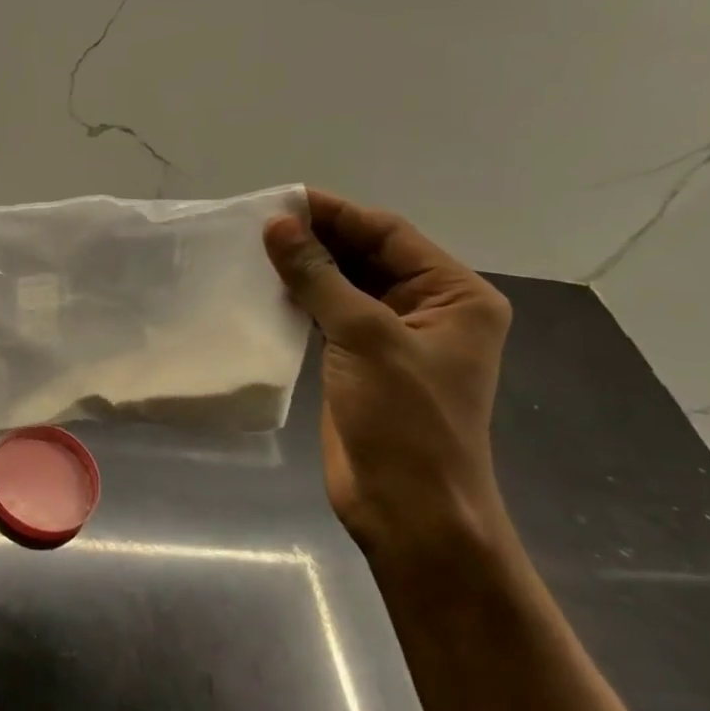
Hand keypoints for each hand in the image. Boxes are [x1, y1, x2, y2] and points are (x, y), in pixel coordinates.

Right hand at [264, 190, 513, 564]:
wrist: (410, 510)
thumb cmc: (405, 420)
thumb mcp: (365, 337)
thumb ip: (319, 276)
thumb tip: (277, 225)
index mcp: (454, 296)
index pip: (390, 234)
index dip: (336, 214)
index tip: (281, 200)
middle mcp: (428, 309)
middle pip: (367, 256)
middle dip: (318, 239)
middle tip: (259, 224)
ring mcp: (392, 338)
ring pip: (344, 285)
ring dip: (305, 269)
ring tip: (254, 250)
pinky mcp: (360, 363)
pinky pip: (329, 316)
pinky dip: (300, 300)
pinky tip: (265, 288)